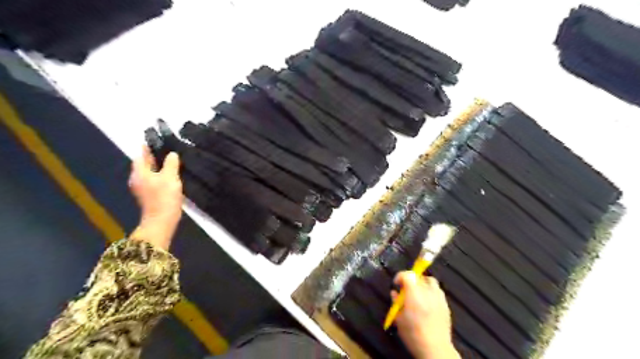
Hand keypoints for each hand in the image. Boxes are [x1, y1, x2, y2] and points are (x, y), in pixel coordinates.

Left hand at [127, 144, 182, 249]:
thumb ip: (171, 163)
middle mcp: (138, 179)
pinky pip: (154, 181)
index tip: (155, 141)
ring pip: (150, 173)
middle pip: (144, 164)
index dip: (147, 148)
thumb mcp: (170, 177)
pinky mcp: (150, 196)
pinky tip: (171, 176)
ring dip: (158, 167)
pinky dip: (161, 176)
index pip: (140, 156)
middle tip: (166, 150)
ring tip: (171, 162)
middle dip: (153, 157)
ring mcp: (143, 189)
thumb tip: (172, 154)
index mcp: (139, 173)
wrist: (162, 220)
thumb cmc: (164, 196)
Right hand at [393, 272, 456, 358]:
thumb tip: (394, 293)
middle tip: (406, 288)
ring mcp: (438, 298)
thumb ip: (396, 303)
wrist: (435, 349)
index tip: (396, 284)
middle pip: (419, 276)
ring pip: (431, 281)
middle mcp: (427, 292)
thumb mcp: (399, 319)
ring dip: (422, 283)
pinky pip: (438, 291)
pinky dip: (431, 291)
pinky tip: (427, 301)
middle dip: (410, 279)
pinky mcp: (446, 305)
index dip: (400, 276)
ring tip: (418, 292)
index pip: (407, 275)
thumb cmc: (413, 334)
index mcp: (414, 295)